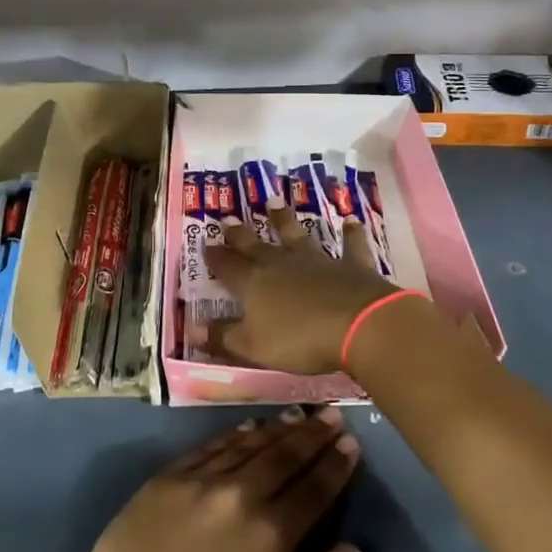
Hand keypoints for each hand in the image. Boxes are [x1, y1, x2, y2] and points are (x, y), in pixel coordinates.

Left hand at [64, 411, 363, 551]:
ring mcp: (200, 481)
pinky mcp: (167, 478)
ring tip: (297, 414)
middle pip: (284, 457)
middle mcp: (239, 495)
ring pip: (248, 445)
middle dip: (312, 435)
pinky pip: (209, 447)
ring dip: (277, 429)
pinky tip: (247, 426)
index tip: (351, 443)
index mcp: (270, 535)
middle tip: (332, 414)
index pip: (313, 490)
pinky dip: (233, 435)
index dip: (335, 465)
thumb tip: (352, 551)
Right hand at [200, 207, 406, 374]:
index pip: (228, 267)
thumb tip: (193, 330)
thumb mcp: (254, 347)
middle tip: (228, 219)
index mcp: (254, 284)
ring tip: (275, 203)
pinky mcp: (351, 265)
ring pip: (297, 236)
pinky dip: (351, 234)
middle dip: (240, 234)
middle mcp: (282, 264)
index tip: (205, 244)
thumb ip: (224, 337)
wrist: (358, 325)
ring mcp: (318, 261)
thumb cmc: (300, 340)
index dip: (216, 257)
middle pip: (256, 246)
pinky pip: (350, 246)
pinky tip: (351, 221)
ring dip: (285, 221)